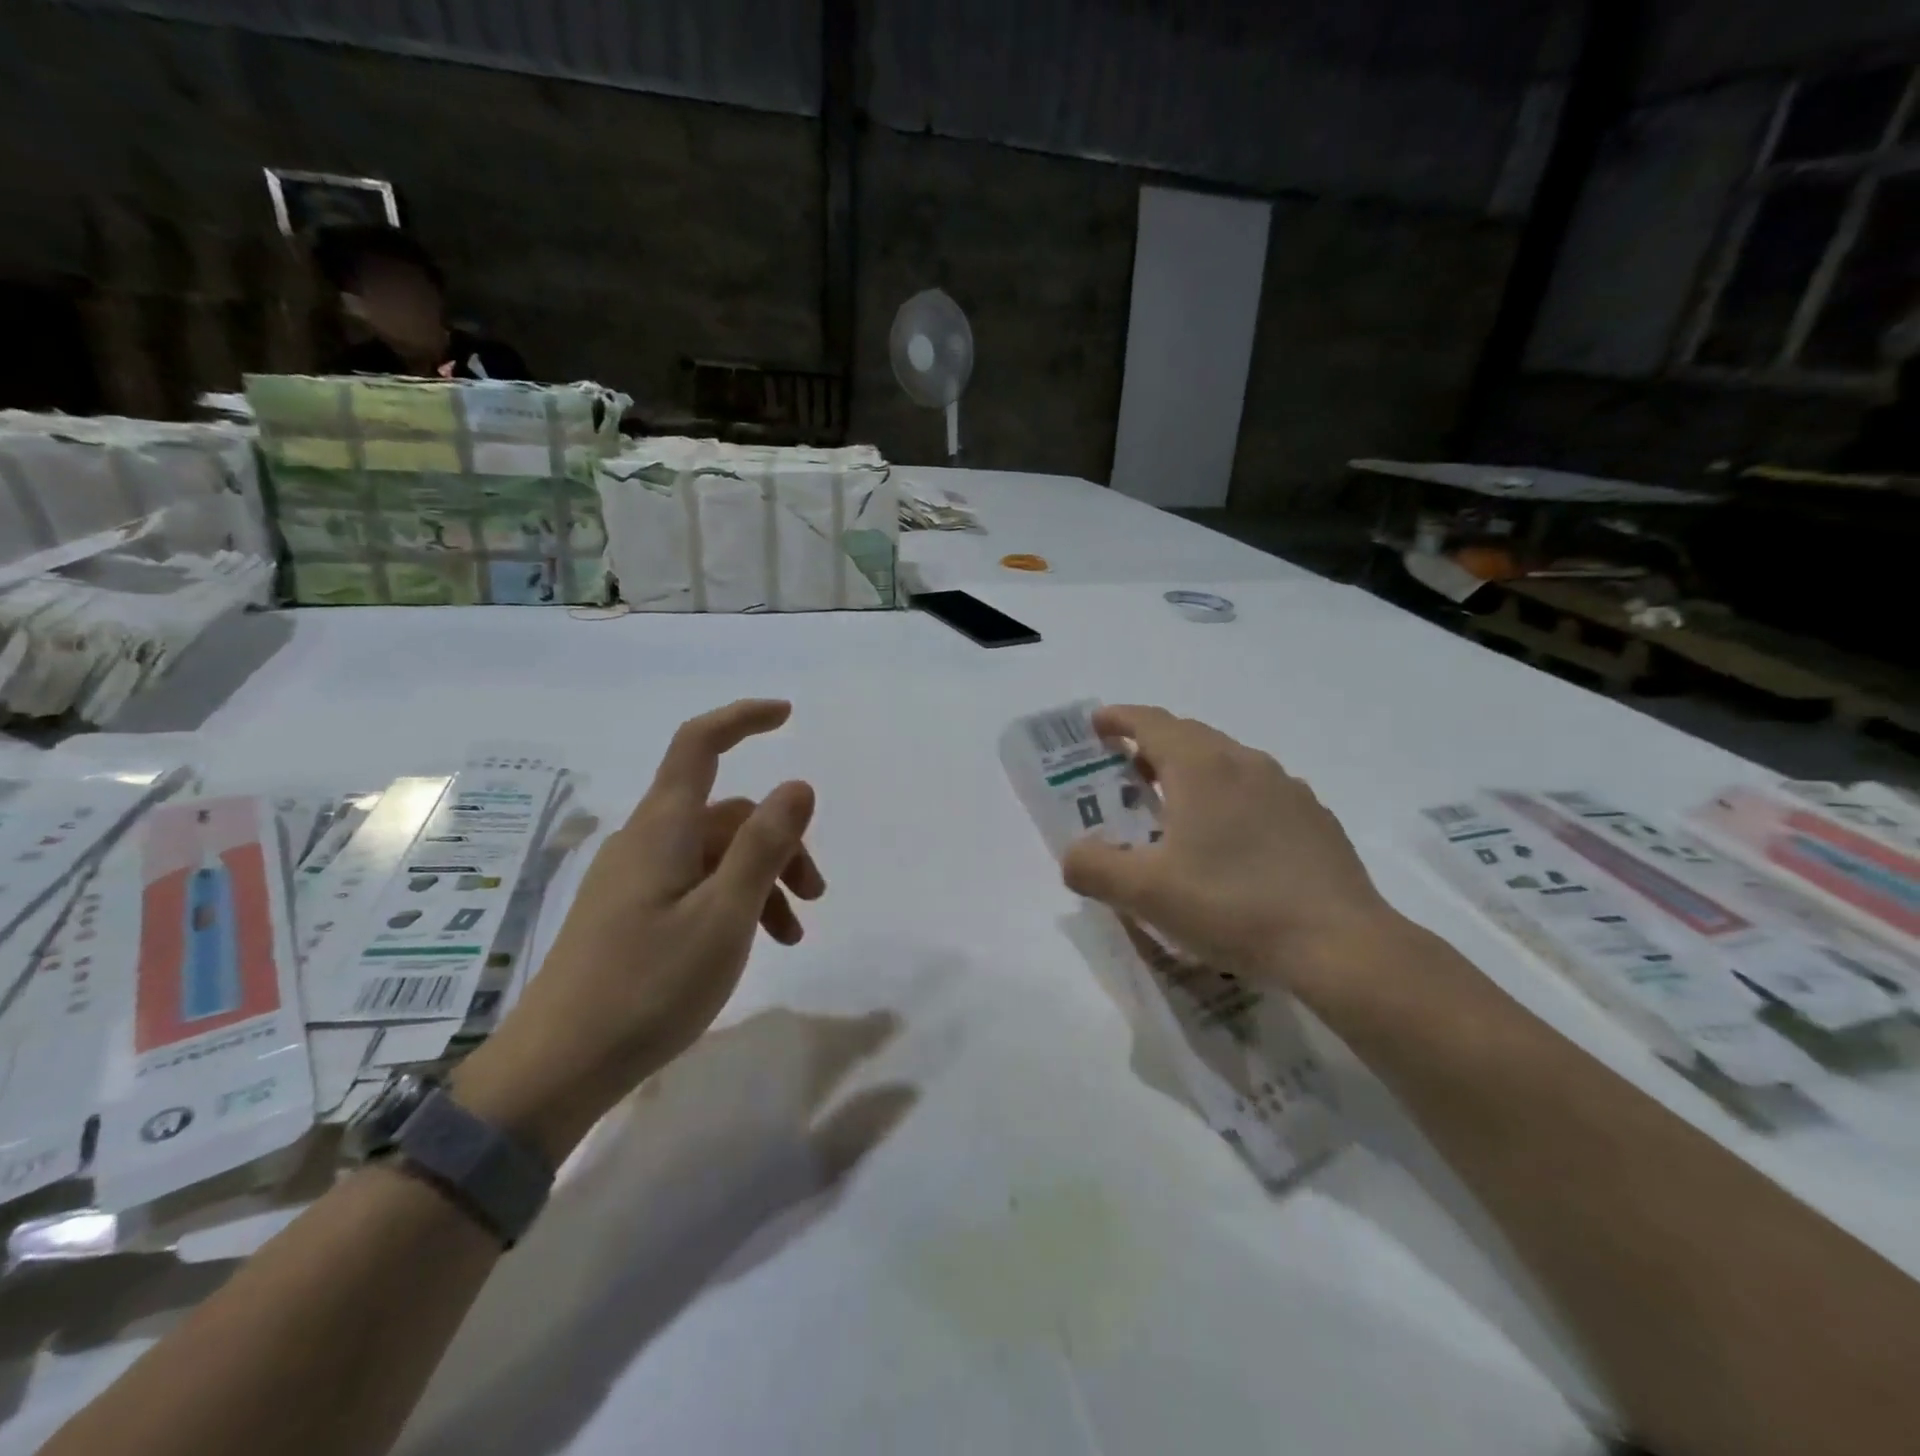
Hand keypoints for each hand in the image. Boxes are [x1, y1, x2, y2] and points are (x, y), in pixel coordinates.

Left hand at [456, 700, 823, 1161]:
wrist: (557, 1068)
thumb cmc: (648, 987)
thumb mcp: (724, 916)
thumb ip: (764, 846)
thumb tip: (797, 785)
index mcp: (663, 829)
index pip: (700, 745)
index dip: (742, 719)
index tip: (788, 715)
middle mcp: (646, 841)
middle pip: (725, 814)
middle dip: (780, 842)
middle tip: (816, 896)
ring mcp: (634, 878)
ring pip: (715, 854)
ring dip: (761, 880)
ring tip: (792, 935)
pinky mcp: (630, 913)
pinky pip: (695, 884)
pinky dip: (733, 901)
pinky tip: (751, 944)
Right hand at [1060, 705, 1402, 1002]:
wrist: (1339, 944)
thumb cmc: (1232, 906)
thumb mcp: (1145, 893)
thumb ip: (1094, 868)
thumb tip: (1073, 855)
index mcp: (1201, 767)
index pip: (1151, 722)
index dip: (1119, 718)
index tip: (1097, 725)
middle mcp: (1244, 762)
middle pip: (1189, 736)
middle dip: (1152, 746)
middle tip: (1127, 774)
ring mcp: (1287, 787)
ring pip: (1227, 761)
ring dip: (1192, 771)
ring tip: (1175, 809)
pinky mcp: (1314, 817)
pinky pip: (1258, 790)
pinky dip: (1230, 797)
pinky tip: (1231, 842)